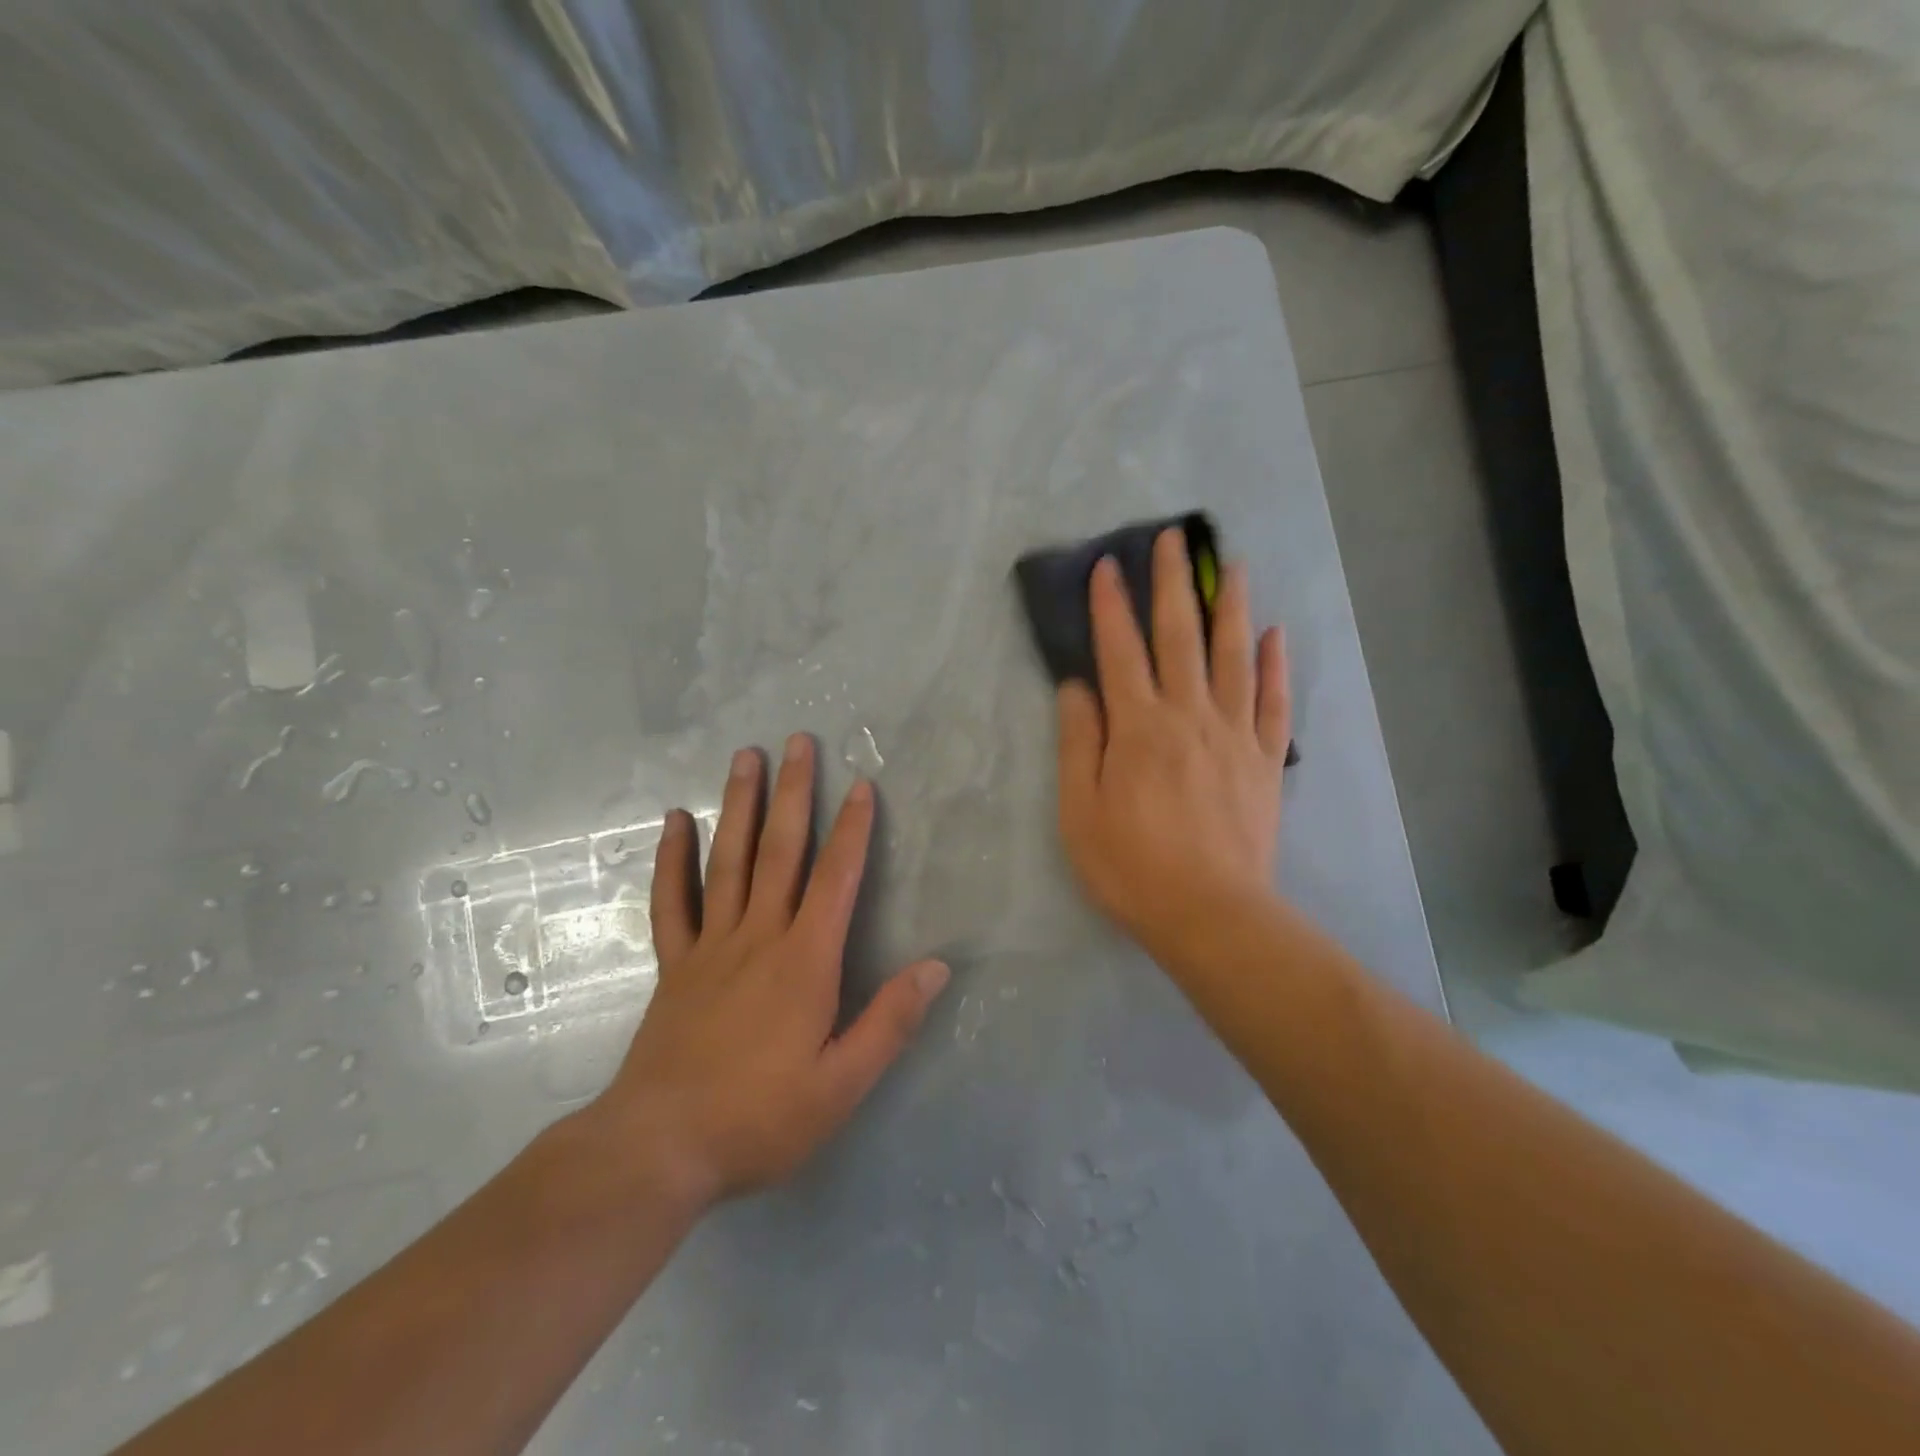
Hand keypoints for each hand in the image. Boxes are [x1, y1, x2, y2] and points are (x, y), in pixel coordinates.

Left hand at [592, 734, 949, 1212]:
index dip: (853, 830)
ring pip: (728, 861)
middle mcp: (759, 938)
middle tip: (798, 742)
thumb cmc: (759, 1119)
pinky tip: (676, 820)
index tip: (861, 785)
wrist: (658, 1149)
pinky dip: (673, 858)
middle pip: (780, 852)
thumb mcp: (841, 1085)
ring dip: (739, 806)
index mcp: (805, 962)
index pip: (837, 879)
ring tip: (746, 757)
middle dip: (794, 794)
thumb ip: (890, 1022)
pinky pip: (672, 900)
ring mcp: (711, 946)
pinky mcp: (675, 964)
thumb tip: (937, 967)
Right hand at [1056, 529, 1290, 967]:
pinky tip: (1276, 636)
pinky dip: (1275, 667)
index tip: (1108, 565)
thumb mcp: (1079, 811)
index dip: (1111, 606)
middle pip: (1180, 637)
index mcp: (1139, 727)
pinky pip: (1273, 703)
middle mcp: (1189, 715)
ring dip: (1232, 607)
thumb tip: (1076, 686)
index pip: (1120, 651)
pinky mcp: (1264, 761)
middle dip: (1173, 583)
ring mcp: (1234, 735)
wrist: (1209, 913)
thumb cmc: (1131, 866)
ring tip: (1232, 566)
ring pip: (1234, 656)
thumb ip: (1078, 743)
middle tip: (1174, 538)